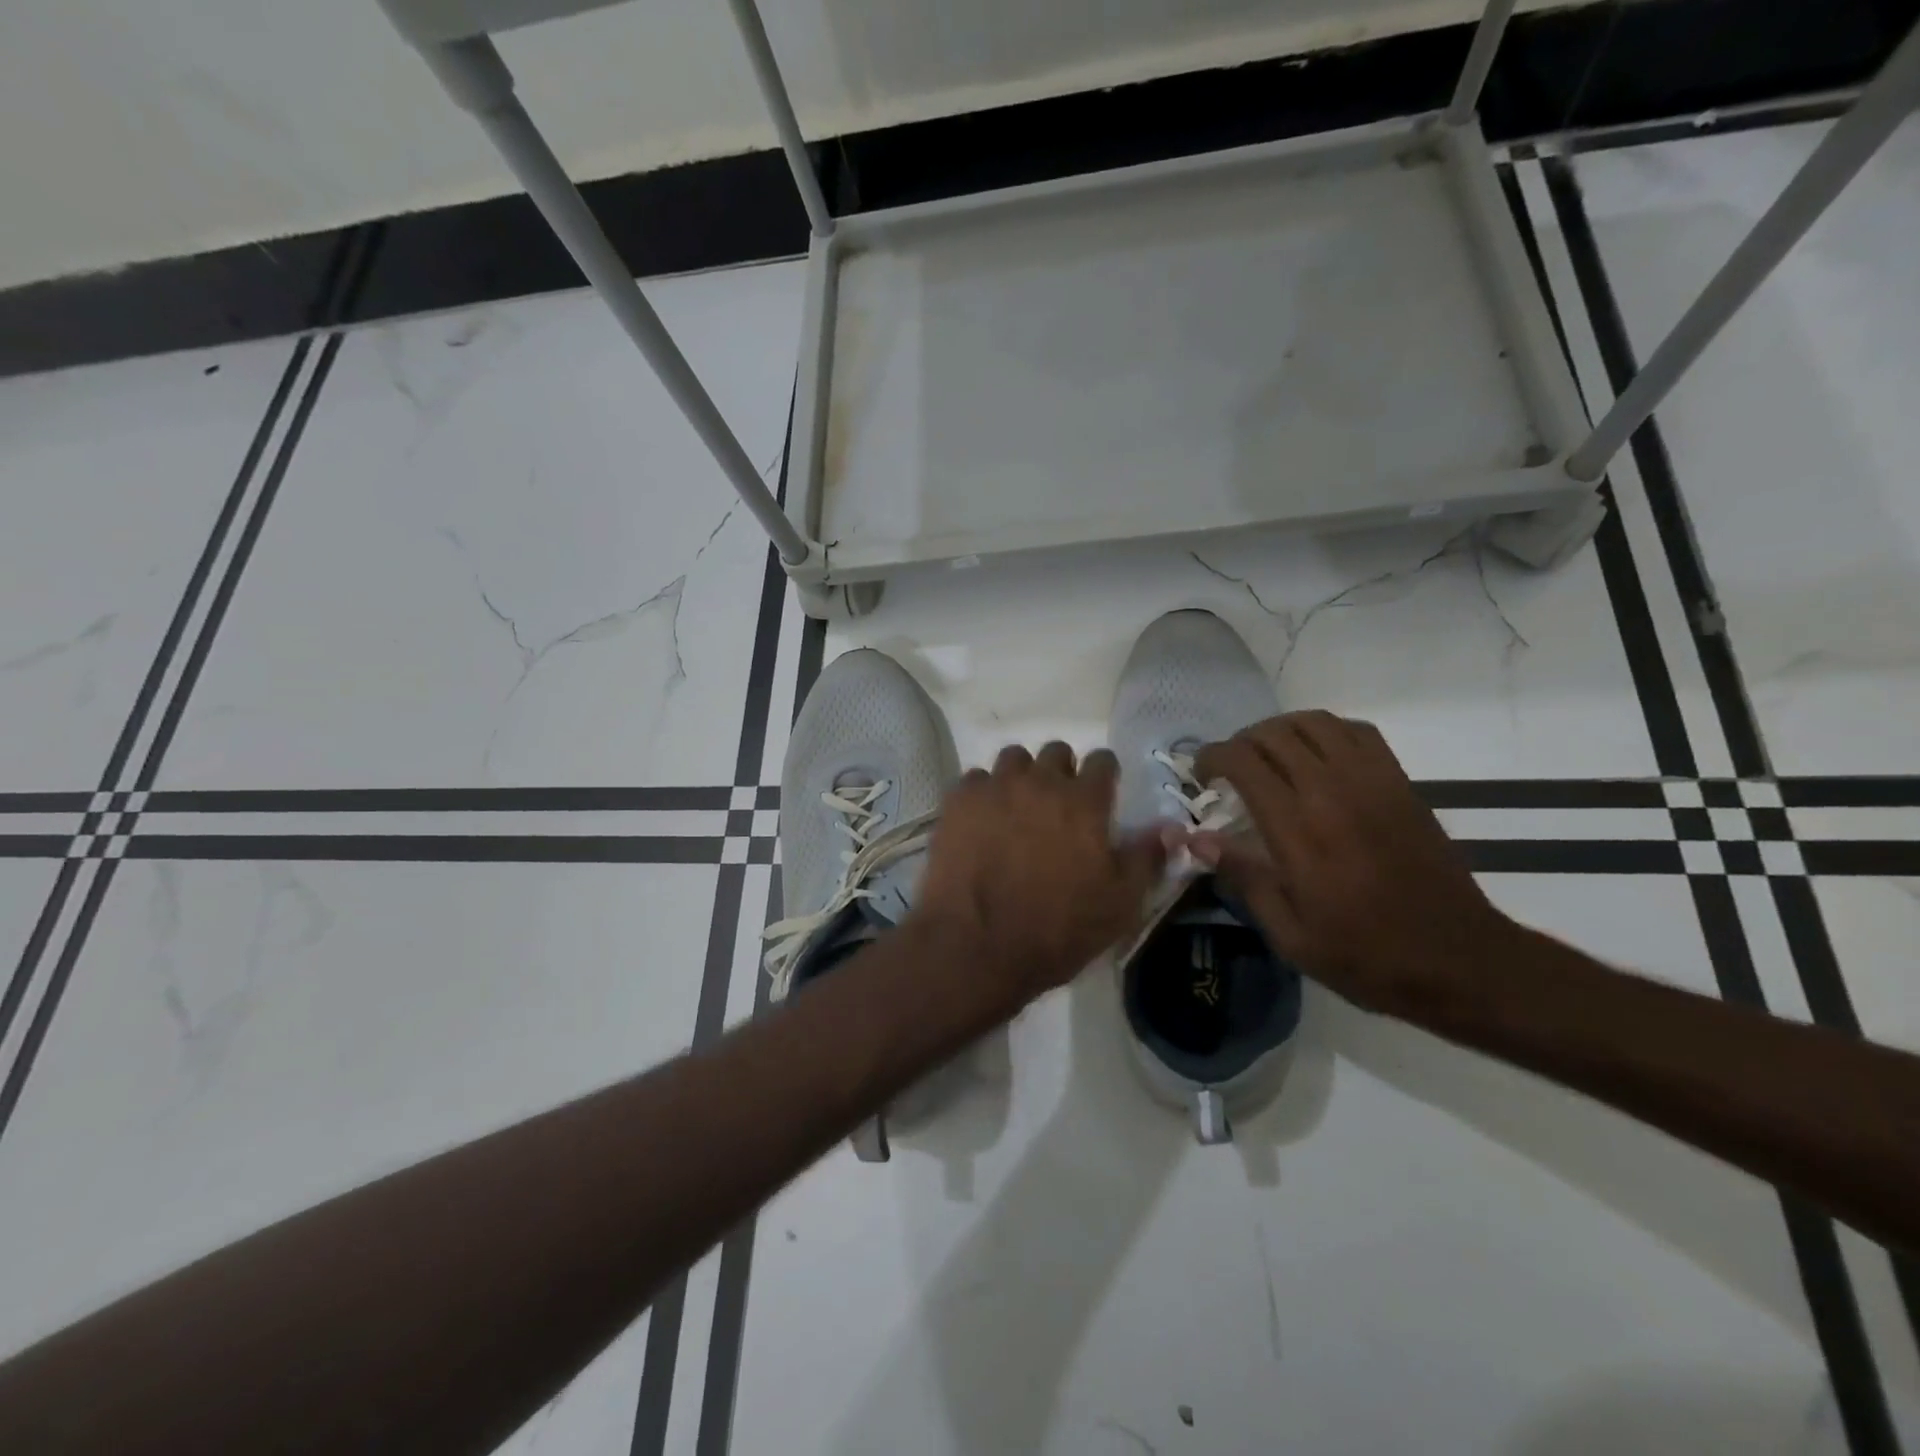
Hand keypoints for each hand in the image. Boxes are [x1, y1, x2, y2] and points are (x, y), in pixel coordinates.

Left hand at [911, 742, 1166, 1008]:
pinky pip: (974, 779)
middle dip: (1061, 772)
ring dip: (1020, 777)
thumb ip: (1146, 858)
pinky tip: (981, 822)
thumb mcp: (1119, 905)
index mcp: (1084, 802)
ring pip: (1013, 758)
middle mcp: (1040, 782)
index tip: (1100, 795)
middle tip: (1056, 807)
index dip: (1104, 776)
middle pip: (1056, 752)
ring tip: (1016, 809)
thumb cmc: (1056, 930)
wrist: (976, 945)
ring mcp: (995, 787)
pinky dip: (982, 794)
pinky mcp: (958, 801)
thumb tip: (1171, 826)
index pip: (1103, 760)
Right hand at [1190, 711, 1518, 1016]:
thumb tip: (1198, 839)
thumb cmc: (1365, 955)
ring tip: (1268, 756)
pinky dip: (1326, 732)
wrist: (1458, 960)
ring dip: (1280, 730)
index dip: (1212, 757)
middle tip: (1229, 769)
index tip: (1201, 776)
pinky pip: (1358, 732)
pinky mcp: (1401, 783)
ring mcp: (1372, 782)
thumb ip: (1243, 877)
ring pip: (1314, 723)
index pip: (1244, 762)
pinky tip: (1317, 757)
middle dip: (1240, 743)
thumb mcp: (1289, 934)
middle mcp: (1332, 791)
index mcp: (1298, 829)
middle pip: (1274, 734)